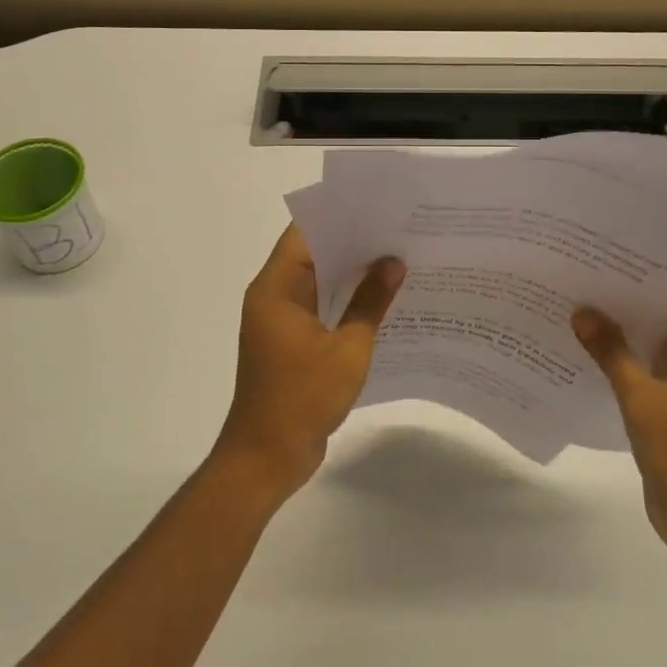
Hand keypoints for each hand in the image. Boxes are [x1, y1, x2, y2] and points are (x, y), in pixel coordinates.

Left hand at [215, 225, 405, 499]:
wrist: (267, 458)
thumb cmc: (302, 398)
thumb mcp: (347, 348)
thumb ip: (371, 301)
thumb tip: (394, 262)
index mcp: (276, 288)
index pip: (305, 234)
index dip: (339, 216)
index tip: (377, 208)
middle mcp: (274, 297)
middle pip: (313, 255)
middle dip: (354, 243)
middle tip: (399, 230)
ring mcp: (281, 321)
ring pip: (319, 282)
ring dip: (352, 274)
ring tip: (398, 258)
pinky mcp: (291, 342)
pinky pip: (321, 308)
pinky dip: (346, 301)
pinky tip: (383, 299)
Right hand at [572, 284, 666, 560]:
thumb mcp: (643, 399)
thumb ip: (612, 353)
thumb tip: (581, 311)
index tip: (637, 242)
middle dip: (642, 290)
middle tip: (598, 261)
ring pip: (661, 341)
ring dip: (631, 324)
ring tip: (588, 293)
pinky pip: (650, 368)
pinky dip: (626, 355)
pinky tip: (591, 342)